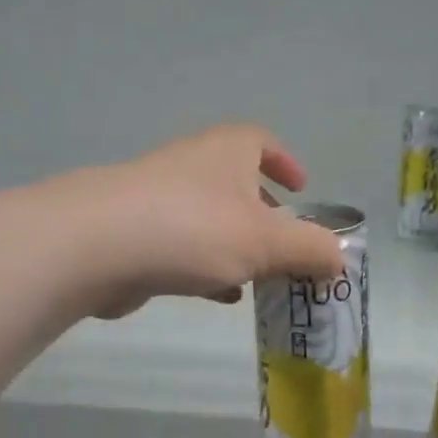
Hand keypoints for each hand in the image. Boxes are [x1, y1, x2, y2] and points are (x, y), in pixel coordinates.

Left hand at [84, 124, 345, 318]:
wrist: (98, 246)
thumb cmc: (195, 229)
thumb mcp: (268, 242)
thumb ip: (311, 250)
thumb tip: (340, 259)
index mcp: (227, 152)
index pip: (260, 141)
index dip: (284, 162)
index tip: (302, 189)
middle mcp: (192, 166)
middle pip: (236, 184)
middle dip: (264, 215)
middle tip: (286, 245)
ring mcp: (158, 199)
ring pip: (209, 220)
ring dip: (236, 246)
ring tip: (260, 279)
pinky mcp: (135, 235)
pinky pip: (183, 247)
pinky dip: (206, 267)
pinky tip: (219, 296)